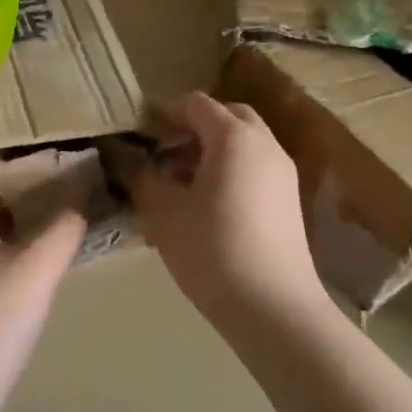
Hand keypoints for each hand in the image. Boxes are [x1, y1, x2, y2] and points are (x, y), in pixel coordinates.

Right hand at [122, 92, 326, 328]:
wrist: (273, 307)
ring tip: (180, 184)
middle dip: (192, 128)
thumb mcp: (163, 212)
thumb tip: (122, 156)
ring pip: (243, 143)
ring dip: (211, 151)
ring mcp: (282, 172)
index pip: (195, 104)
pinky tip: (206, 206)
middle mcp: (265, 144)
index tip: (139, 137)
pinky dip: (230, 170)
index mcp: (234, 137)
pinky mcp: (289, 199)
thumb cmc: (212, 250)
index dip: (164, 114)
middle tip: (162, 155)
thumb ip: (140, 176)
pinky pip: (255, 167)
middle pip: (226, 117)